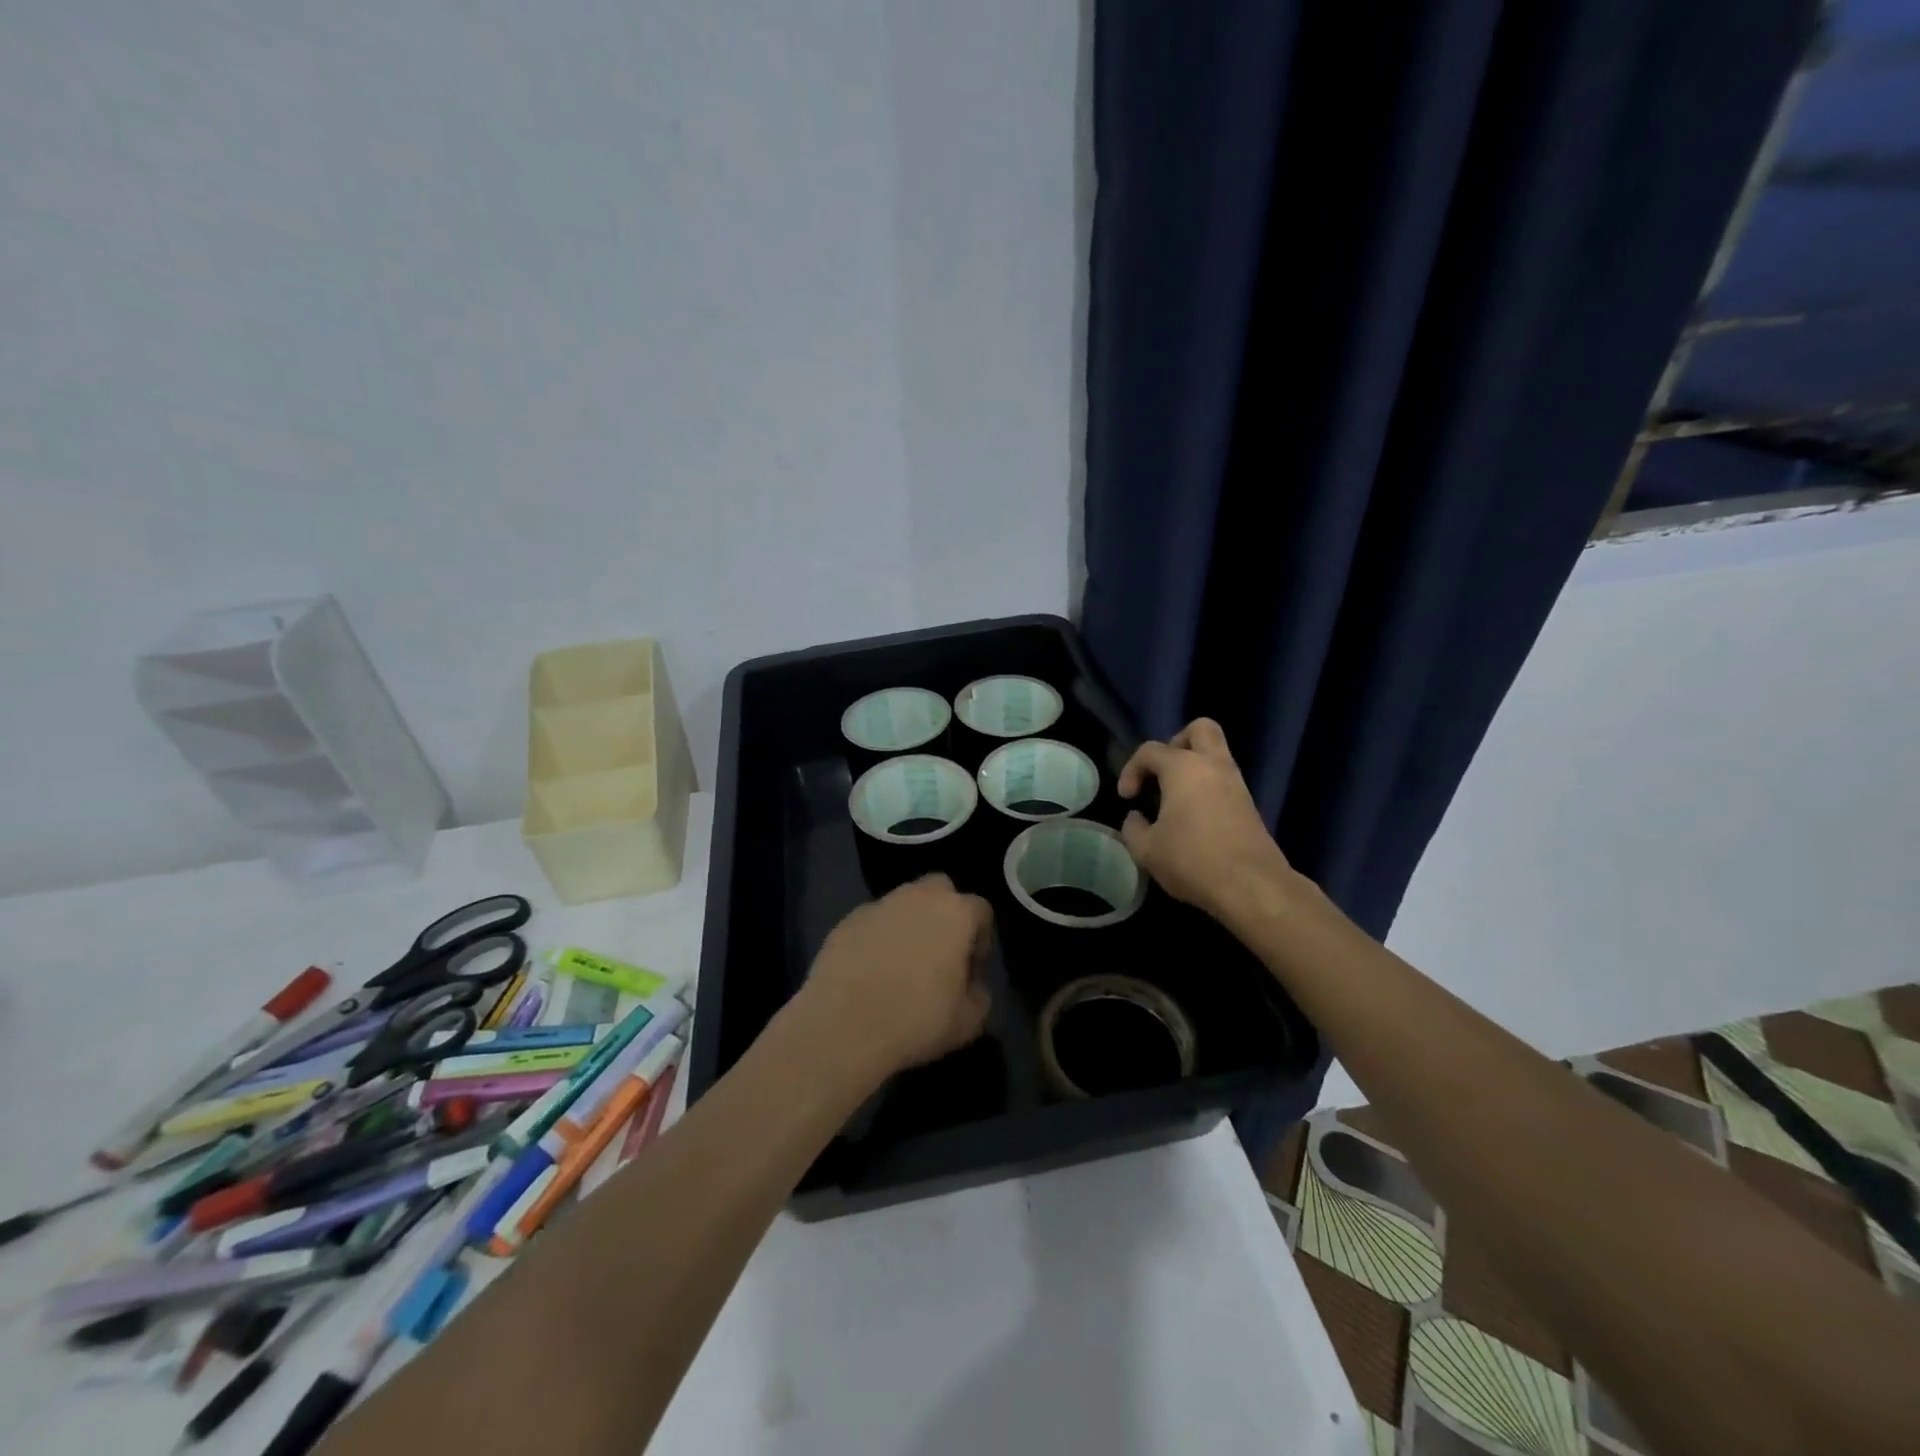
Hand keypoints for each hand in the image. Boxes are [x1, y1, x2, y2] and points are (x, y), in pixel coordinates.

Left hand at [798, 875, 993, 1079]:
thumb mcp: (968, 1022)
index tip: (971, 968)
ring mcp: (879, 905)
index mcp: (955, 913)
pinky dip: (878, 936)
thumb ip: (979, 995)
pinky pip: (873, 921)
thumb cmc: (916, 1020)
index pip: (981, 910)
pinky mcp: (847, 921)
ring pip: (903, 901)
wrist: (844, 1026)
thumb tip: (971, 986)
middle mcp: (918, 897)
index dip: (982, 938)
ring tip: (903, 962)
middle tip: (940, 951)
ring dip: (909, 922)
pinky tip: (871, 969)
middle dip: (945, 912)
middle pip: (940, 889)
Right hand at [1118, 718, 1294, 926]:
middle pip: (1200, 729)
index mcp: (1183, 768)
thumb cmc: (1192, 860)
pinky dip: (1206, 788)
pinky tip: (1193, 818)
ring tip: (1174, 800)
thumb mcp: (1146, 850)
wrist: (1252, 886)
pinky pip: (1223, 780)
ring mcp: (1236, 783)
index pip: (1150, 751)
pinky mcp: (1249, 805)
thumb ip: (1133, 828)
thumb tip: (1136, 818)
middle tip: (1161, 773)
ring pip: (1215, 755)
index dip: (1131, 770)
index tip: (1127, 798)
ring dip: (1193, 768)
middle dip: (1176, 743)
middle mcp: (1213, 765)